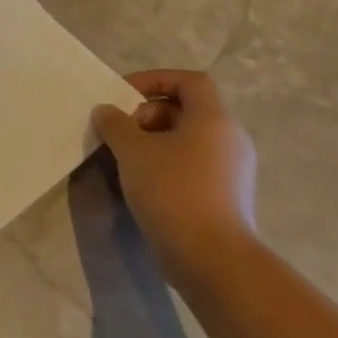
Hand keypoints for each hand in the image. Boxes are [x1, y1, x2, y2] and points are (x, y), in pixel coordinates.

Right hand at [91, 69, 258, 293]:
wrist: (212, 258)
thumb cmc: (173, 191)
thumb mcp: (133, 150)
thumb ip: (116, 123)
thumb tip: (107, 112)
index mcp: (214, 120)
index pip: (190, 81)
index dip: (154, 79)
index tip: (122, 96)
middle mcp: (229, 140)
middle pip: (186, 109)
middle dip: (147, 114)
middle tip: (120, 132)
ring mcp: (231, 171)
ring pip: (186, 139)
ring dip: (152, 141)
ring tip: (124, 158)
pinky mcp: (224, 196)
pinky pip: (191, 165)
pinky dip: (164, 164)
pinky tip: (141, 183)